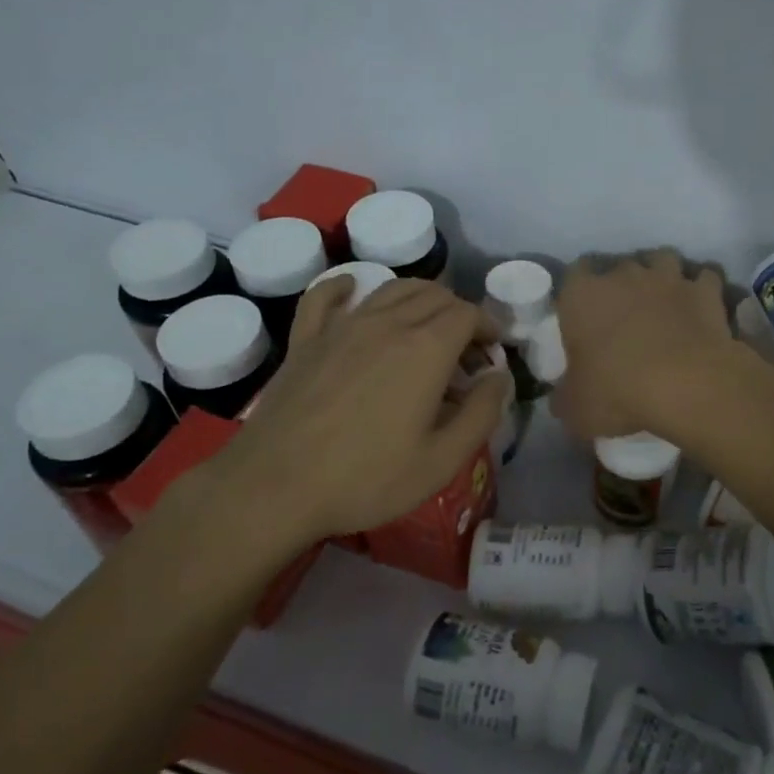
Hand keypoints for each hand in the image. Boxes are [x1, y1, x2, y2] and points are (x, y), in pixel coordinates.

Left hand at [175, 276, 510, 551]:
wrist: (274, 487)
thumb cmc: (366, 478)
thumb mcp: (442, 460)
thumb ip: (482, 413)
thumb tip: (499, 378)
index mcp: (426, 349)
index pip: (468, 314)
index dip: (487, 327)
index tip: (492, 353)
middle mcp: (387, 323)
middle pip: (435, 295)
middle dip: (459, 314)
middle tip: (465, 352)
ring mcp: (342, 326)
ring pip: (391, 288)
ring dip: (419, 299)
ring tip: (426, 329)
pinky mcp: (306, 339)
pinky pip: (326, 295)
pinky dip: (347, 287)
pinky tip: (354, 291)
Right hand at [551, 250, 738, 440]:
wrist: (688, 386)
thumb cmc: (618, 392)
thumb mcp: (575, 408)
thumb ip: (565, 397)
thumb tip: (564, 398)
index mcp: (582, 295)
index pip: (574, 273)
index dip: (579, 290)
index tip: (584, 312)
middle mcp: (624, 275)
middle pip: (619, 266)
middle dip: (622, 285)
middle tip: (625, 316)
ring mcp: (668, 278)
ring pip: (662, 259)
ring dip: (661, 276)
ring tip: (663, 301)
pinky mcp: (705, 290)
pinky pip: (704, 278)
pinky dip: (702, 289)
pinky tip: (701, 308)